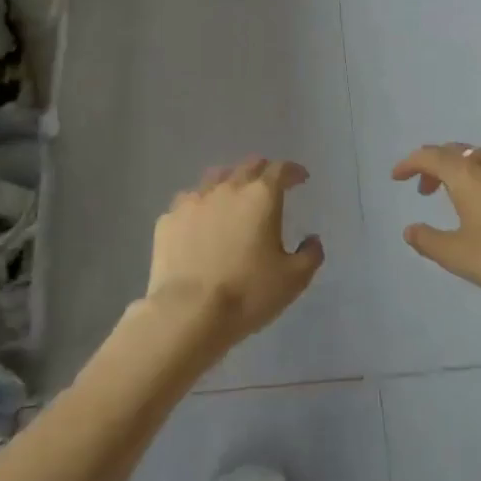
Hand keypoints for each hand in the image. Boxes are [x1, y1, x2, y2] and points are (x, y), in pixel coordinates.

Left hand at [145, 157, 324, 350]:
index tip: (300, 178)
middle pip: (248, 166)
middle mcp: (227, 188)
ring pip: (215, 178)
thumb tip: (312, 240)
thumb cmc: (248, 293)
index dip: (293, 171)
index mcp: (261, 196)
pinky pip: (189, 201)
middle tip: (270, 185)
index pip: (280, 169)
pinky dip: (201, 205)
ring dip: (230, 182)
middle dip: (263, 171)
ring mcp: (193, 201)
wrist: (187, 313)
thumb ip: (310, 254)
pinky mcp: (168, 219)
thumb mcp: (293, 279)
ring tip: (233, 197)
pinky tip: (201, 221)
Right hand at [392, 143, 480, 317]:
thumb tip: (410, 229)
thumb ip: (429, 241)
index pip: (429, 156)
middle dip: (434, 166)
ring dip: (461, 172)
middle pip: (455, 152)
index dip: (409, 164)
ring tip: (457, 197)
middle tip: (424, 189)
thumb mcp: (459, 256)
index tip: (397, 177)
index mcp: (466, 175)